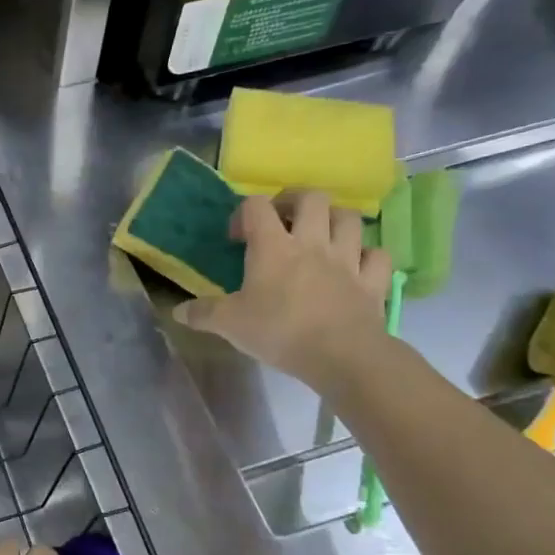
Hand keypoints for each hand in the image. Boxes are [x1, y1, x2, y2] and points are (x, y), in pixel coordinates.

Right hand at [174, 190, 391, 389]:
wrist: (342, 356)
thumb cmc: (279, 332)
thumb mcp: (230, 324)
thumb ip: (202, 314)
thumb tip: (177, 311)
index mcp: (272, 247)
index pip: (256, 206)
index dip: (244, 213)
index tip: (236, 237)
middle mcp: (312, 242)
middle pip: (312, 198)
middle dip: (296, 202)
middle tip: (283, 221)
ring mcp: (347, 259)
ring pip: (349, 218)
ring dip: (334, 221)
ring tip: (321, 236)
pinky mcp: (372, 281)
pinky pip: (377, 255)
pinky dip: (367, 255)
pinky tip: (356, 265)